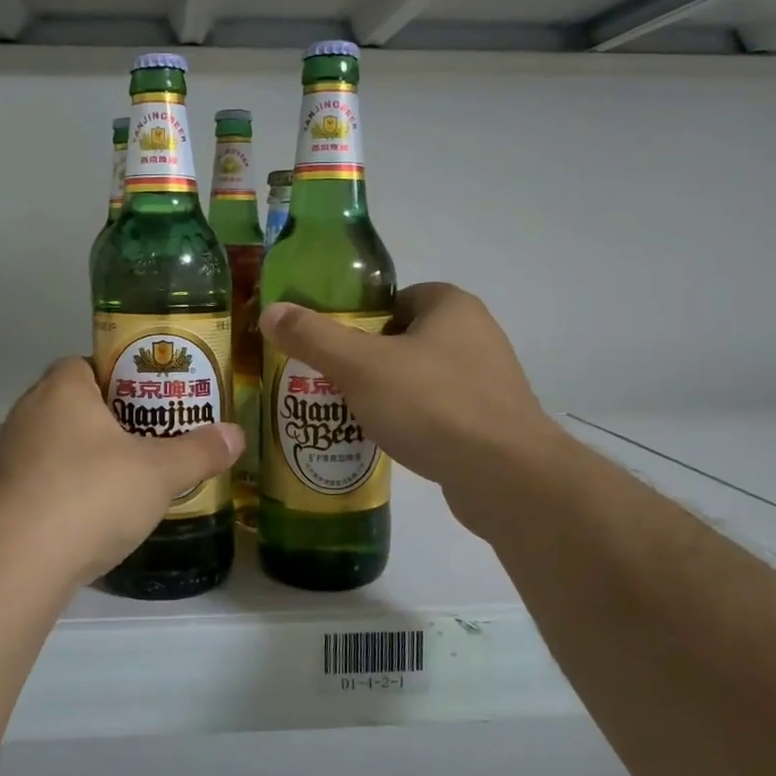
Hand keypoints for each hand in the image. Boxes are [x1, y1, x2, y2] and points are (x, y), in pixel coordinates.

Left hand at [0, 357, 242, 586]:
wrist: (15, 565)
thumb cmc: (91, 496)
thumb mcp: (159, 473)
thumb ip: (199, 451)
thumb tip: (237, 434)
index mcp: (62, 390)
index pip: (85, 363)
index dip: (117, 376)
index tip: (148, 399)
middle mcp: (27, 414)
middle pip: (72, 404)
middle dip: (107, 419)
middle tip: (146, 438)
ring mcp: (8, 457)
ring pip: (55, 444)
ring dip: (84, 457)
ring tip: (123, 479)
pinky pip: (40, 481)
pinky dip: (64, 490)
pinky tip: (90, 517)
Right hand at [260, 284, 561, 539]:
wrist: (505, 476)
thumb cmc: (431, 405)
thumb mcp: (359, 366)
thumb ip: (313, 336)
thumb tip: (271, 312)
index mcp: (452, 306)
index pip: (396, 299)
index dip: (361, 320)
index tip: (335, 349)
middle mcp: (477, 335)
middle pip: (406, 338)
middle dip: (370, 360)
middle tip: (335, 383)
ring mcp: (490, 380)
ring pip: (423, 377)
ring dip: (391, 393)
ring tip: (355, 415)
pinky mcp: (493, 422)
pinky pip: (441, 411)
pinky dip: (416, 421)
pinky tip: (393, 441)